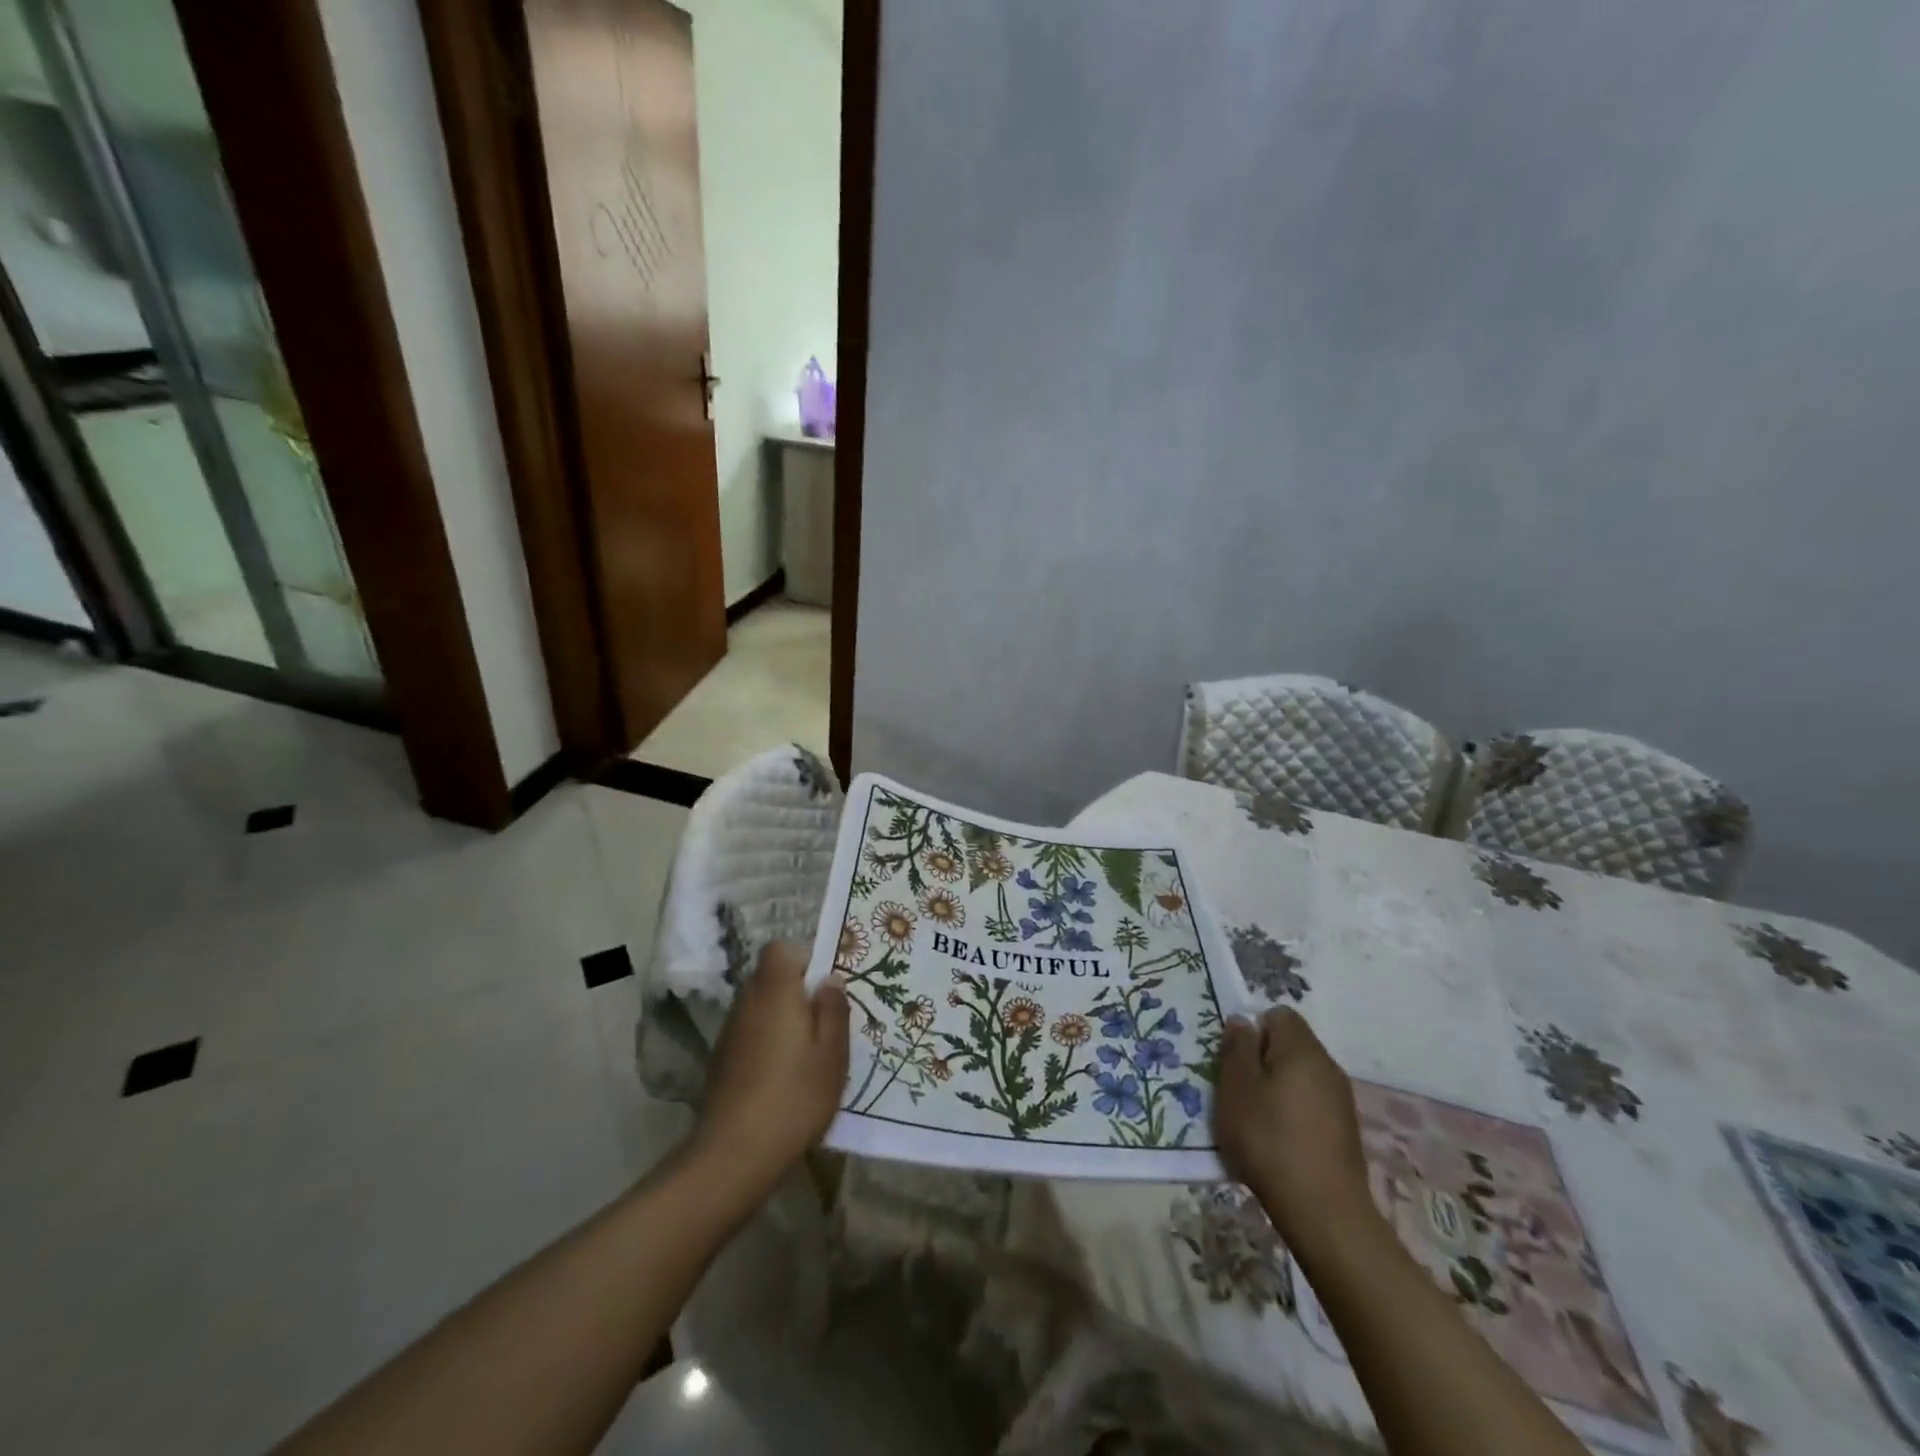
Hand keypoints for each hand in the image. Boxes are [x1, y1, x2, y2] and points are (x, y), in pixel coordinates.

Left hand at [691, 942, 849, 1190]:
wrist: (735, 1154)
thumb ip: (833, 1009)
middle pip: (771, 978)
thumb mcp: (832, 1053)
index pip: (781, 949)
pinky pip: (750, 1033)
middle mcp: (747, 1002)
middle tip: (825, 1023)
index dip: (805, 960)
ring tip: (807, 1054)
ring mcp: (729, 1032)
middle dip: (797, 992)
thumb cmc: (795, 1095)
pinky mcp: (721, 1060)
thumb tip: (829, 980)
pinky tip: (783, 1077)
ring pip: (760, 1007)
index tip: (825, 988)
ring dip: (782, 1019)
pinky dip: (767, 1042)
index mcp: (775, 990)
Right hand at [1214, 1007, 1372, 1245]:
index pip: (1278, 1015)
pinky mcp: (1344, 1131)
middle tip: (1238, 1091)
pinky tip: (1277, 1143)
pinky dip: (1292, 1114)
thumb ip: (1237, 1048)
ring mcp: (1341, 1100)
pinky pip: (1311, 1105)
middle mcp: (1328, 1066)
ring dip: (1276, 1089)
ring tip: (1255, 1120)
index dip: (1253, 1030)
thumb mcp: (1236, 1088)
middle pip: (1290, 1045)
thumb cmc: (1270, 1140)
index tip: (1235, 1060)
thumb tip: (1243, 1021)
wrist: (1324, 1213)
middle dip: (1262, 1061)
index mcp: (1302, 1049)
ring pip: (1299, 1077)